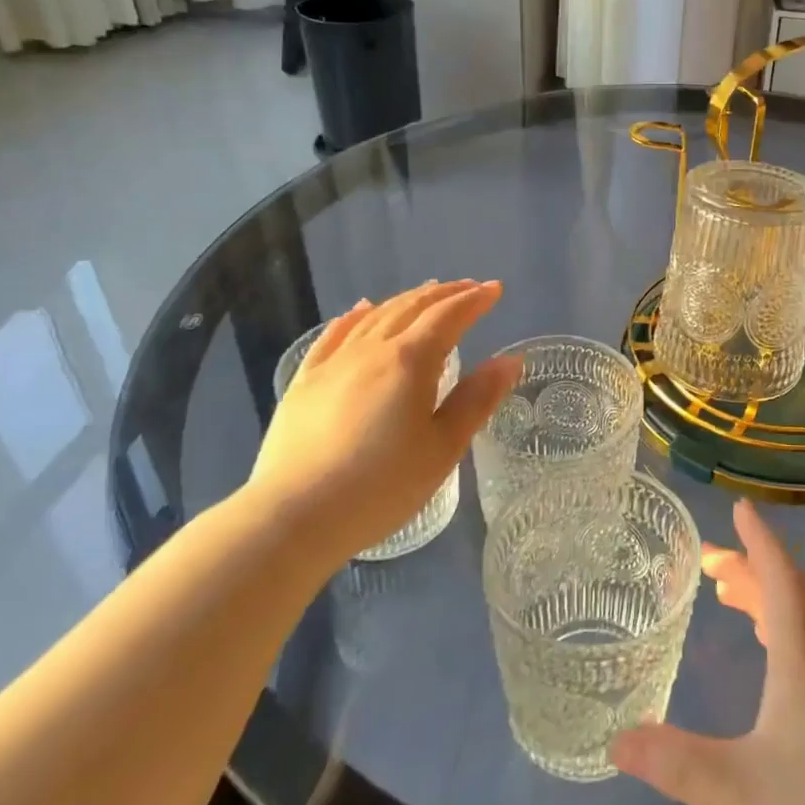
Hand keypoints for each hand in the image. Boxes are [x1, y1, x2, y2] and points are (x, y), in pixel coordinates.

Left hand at [248, 281, 519, 562]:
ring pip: (375, 316)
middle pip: (412, 308)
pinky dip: (355, 316)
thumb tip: (510, 360)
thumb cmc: (381, 486)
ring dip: (406, 299)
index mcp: (410, 361)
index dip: (475, 300)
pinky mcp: (304, 382)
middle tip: (469, 288)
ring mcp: (334, 363)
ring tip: (426, 293)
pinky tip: (361, 310)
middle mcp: (372, 350)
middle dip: (445, 294)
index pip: (449, 316)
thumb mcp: (443, 448)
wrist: (294, 517)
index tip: (495, 289)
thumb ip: (477, 399)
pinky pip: (334, 335)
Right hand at [611, 501, 804, 804]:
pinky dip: (769, 625)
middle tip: (705, 558)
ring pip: (791, 621)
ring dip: (758, 595)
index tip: (740, 507)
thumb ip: (678, 765)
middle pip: (783, 594)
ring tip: (722, 587)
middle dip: (747, 566)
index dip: (761, 540)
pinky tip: (758, 647)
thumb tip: (617, 738)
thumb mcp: (740, 792)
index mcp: (799, 661)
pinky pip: (795, 646)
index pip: (781, 580)